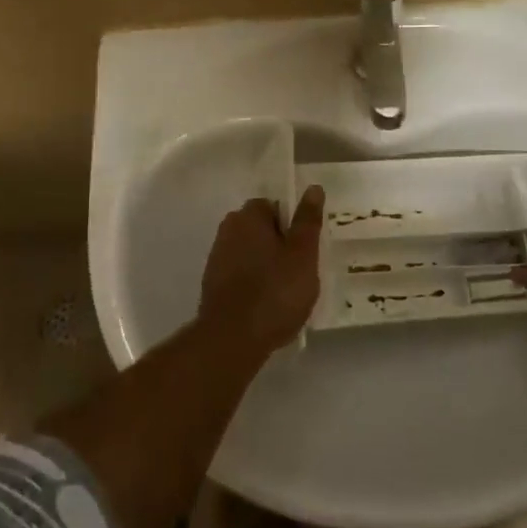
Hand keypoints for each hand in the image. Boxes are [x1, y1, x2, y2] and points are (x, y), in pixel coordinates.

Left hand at [197, 187, 324, 354]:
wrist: (232, 339)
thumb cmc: (275, 291)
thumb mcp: (302, 254)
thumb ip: (307, 221)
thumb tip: (313, 188)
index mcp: (248, 216)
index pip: (273, 205)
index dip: (292, 224)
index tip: (306, 247)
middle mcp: (228, 230)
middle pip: (261, 229)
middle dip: (280, 245)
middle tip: (301, 270)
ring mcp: (217, 258)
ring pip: (251, 253)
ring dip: (267, 265)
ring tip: (287, 292)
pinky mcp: (213, 285)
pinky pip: (241, 275)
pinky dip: (254, 284)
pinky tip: (268, 305)